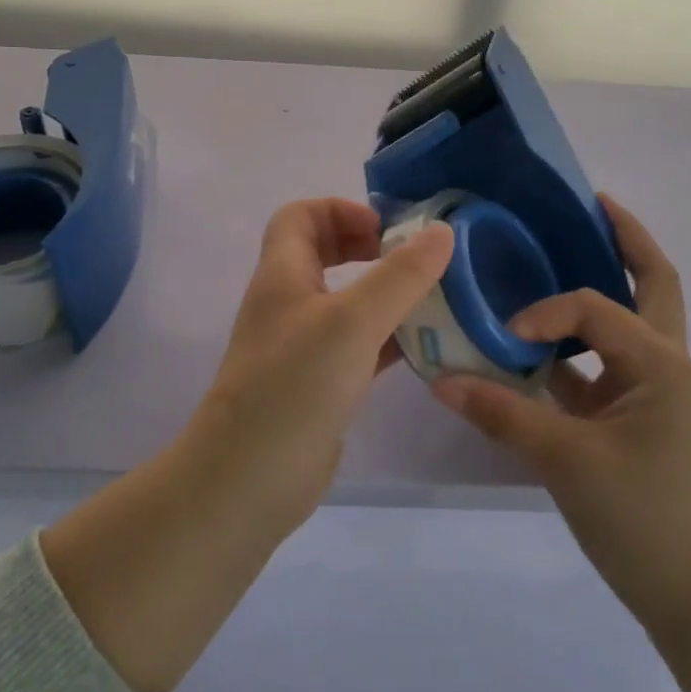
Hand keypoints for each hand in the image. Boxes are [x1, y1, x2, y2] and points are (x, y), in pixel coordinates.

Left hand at [42, 198, 450, 691]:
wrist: (249, 481)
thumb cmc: (295, 386)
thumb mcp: (352, 321)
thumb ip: (399, 276)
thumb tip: (441, 232)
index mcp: (283, 274)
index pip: (301, 215)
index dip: (341, 209)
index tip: (386, 230)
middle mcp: (289, 302)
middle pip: (324, 253)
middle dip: (368, 247)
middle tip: (414, 260)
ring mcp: (303, 345)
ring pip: (346, 301)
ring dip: (385, 293)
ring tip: (433, 298)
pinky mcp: (320, 383)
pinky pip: (358, 344)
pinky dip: (388, 337)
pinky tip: (425, 346)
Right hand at [432, 195, 690, 641]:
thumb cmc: (640, 518)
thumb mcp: (565, 461)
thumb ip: (501, 413)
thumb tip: (439, 380)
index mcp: (659, 360)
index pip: (595, 305)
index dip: (547, 312)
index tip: (508, 339)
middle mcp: (666, 360)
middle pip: (654, 279)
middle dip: (625, 238)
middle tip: (589, 202)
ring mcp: (654, 386)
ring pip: (633, 316)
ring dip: (604, 283)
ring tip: (560, 252)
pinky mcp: (636, 412)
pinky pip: (606, 359)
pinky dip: (578, 343)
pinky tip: (536, 342)